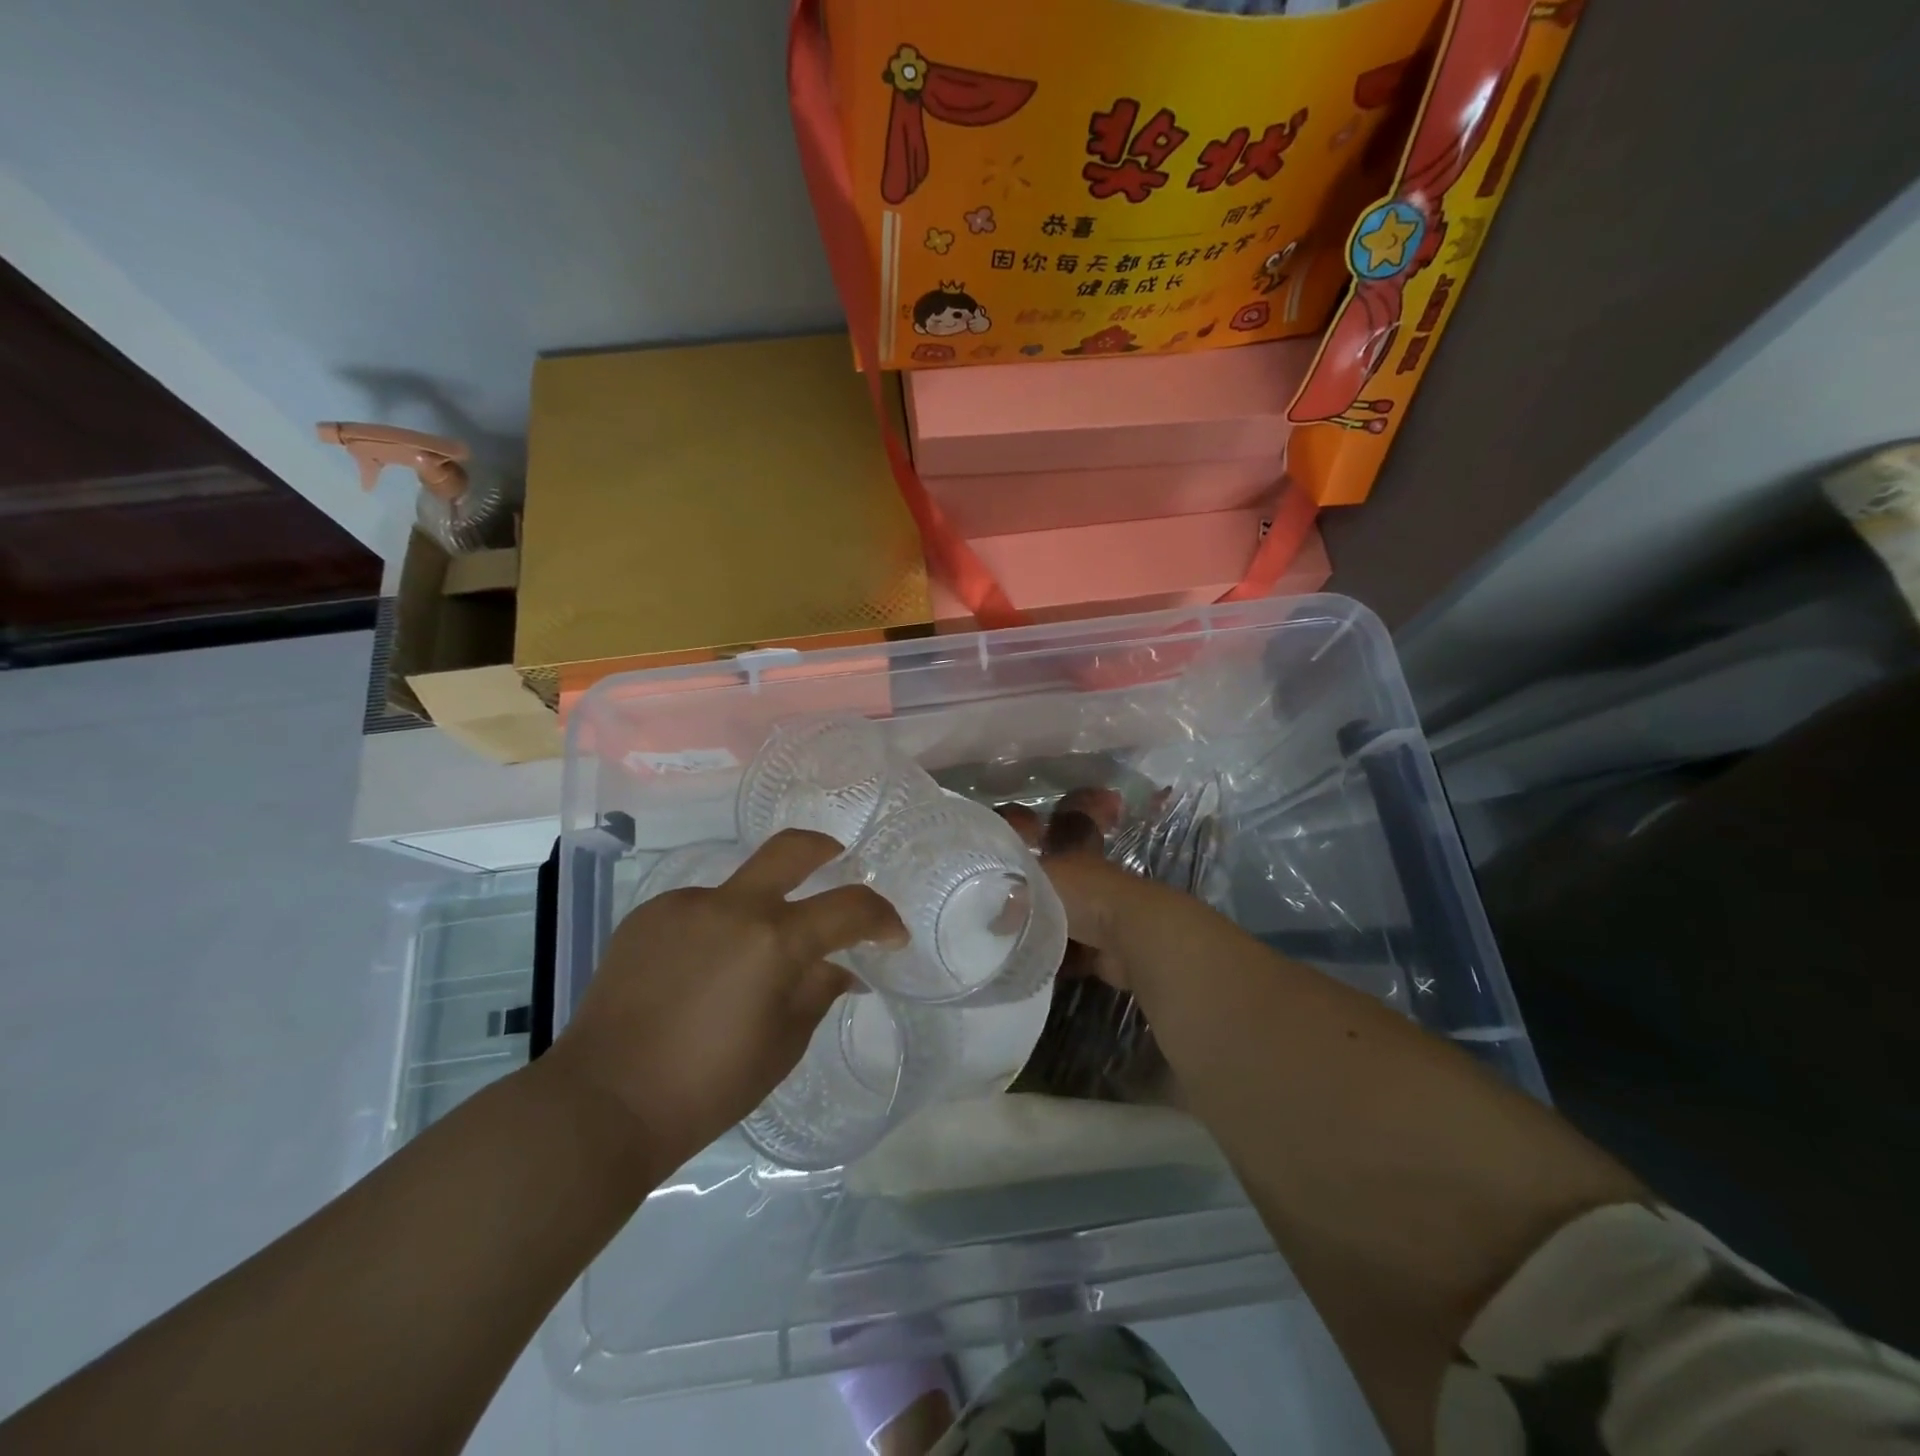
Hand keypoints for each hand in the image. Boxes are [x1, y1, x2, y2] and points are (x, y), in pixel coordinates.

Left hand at [544, 830, 903, 1169]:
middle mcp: (732, 906)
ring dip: (760, 913)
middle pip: (793, 848)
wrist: (602, 1103)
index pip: (849, 907)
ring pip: (740, 889)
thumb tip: (840, 968)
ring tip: (746, 967)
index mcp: (774, 940)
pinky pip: (700, 911)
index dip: (881, 918)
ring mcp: (685, 905)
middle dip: (827, 850)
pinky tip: (701, 975)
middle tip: (840, 862)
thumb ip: (817, 991)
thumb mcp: (782, 1045)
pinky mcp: (648, 916)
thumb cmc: (707, 1086)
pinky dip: (717, 931)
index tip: (892, 936)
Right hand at [1002, 794, 1210, 999]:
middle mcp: (1086, 889)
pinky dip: (1054, 966)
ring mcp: (1096, 922)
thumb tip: (993, 921)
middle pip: (1049, 900)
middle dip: (1027, 913)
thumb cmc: (1085, 894)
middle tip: (994, 929)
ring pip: (1059, 931)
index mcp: (1073, 862)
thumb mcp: (1038, 882)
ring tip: (1006, 953)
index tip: (991, 896)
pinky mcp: (1102, 955)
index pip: (1040, 866)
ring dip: (1040, 941)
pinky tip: (1029, 972)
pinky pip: (1069, 960)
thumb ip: (1013, 896)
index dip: (1017, 878)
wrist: (1132, 933)